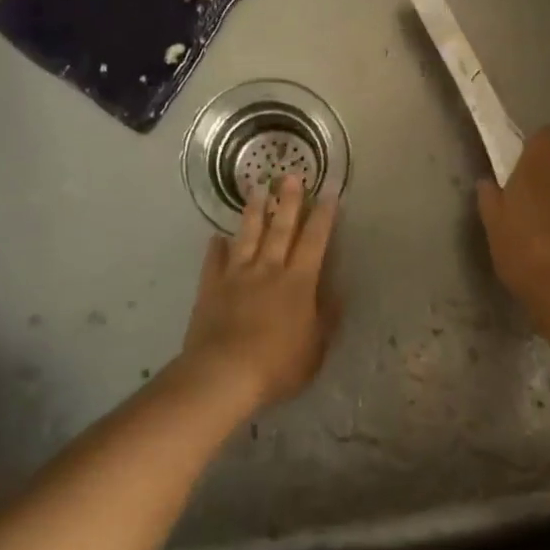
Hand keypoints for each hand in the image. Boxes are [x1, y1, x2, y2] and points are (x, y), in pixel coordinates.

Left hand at [182, 174, 340, 411]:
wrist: (223, 375)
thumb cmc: (278, 365)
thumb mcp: (316, 348)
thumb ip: (327, 317)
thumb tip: (337, 291)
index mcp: (298, 282)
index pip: (315, 241)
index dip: (324, 215)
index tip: (329, 191)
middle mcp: (269, 269)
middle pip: (281, 228)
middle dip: (288, 201)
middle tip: (291, 175)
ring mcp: (237, 276)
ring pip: (247, 236)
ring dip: (253, 212)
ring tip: (257, 188)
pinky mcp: (211, 288)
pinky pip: (214, 262)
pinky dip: (215, 248)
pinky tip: (216, 236)